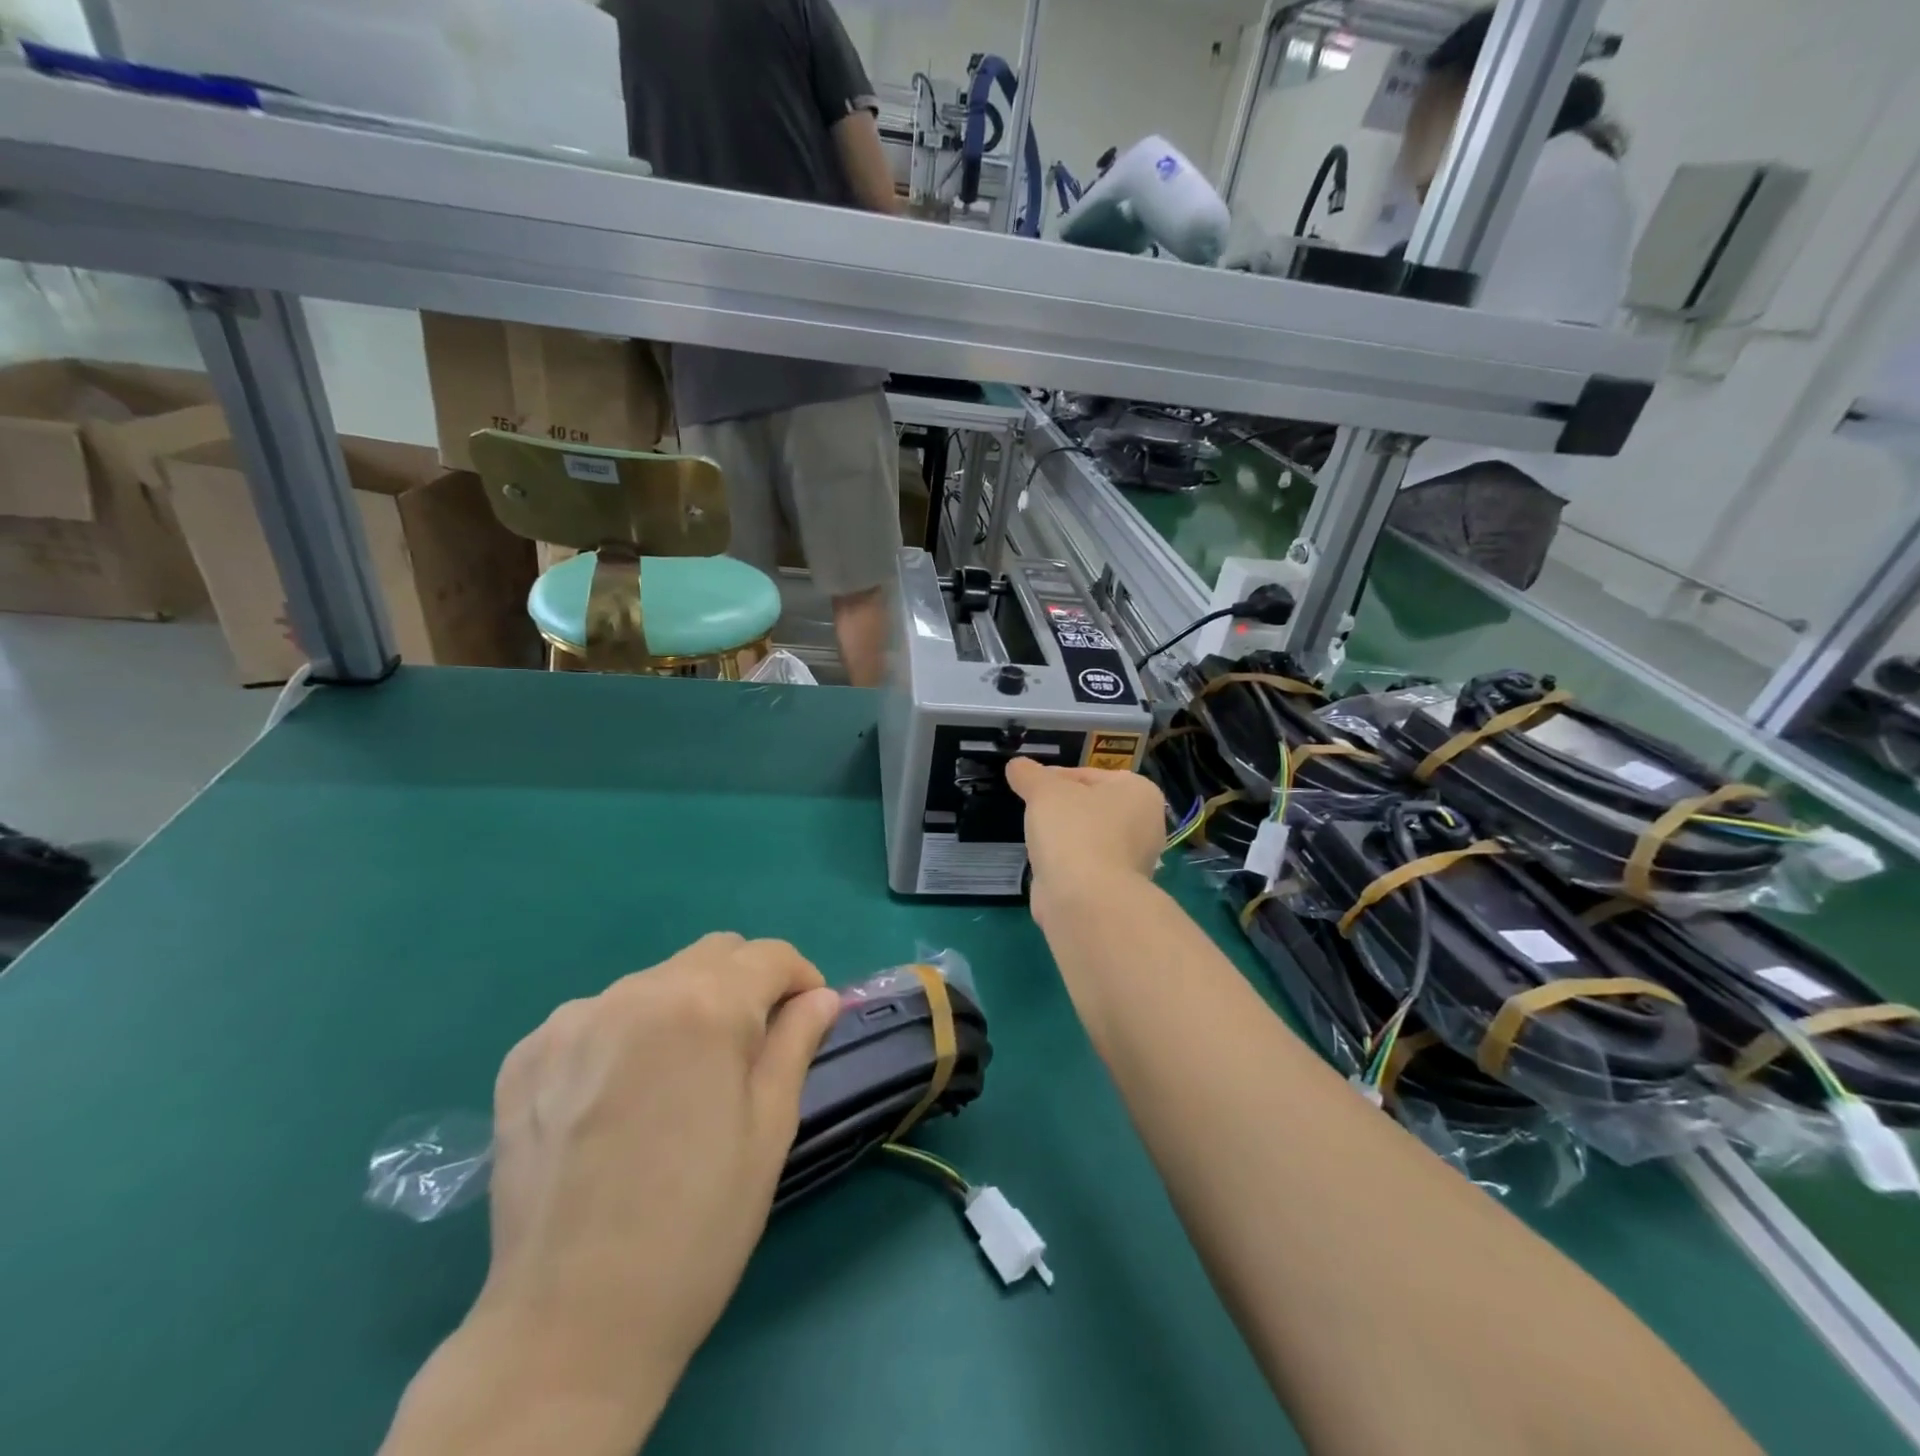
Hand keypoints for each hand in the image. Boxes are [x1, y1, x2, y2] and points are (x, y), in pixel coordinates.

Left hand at [386, 935, 841, 1453]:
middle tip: (750, 1048)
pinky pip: (598, 1016)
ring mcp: (573, 1020)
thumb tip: (820, 996)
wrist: (570, 1325)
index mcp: (705, 1006)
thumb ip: (796, 1042)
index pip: (769, 955)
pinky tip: (621, 1095)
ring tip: (681, 1079)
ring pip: (655, 982)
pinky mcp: (527, 1054)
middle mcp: (636, 992)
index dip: (800, 979)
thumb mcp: (770, 1127)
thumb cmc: (698, 1224)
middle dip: (746, 984)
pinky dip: (627, 1033)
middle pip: (713, 955)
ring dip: (684, 1008)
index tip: (808, 1018)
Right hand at [1005, 758, 1167, 908]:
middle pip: (1091, 806)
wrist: (1085, 900)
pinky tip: (1046, 865)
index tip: (1030, 785)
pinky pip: (1085, 866)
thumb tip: (1016, 765)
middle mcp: (1145, 825)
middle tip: (1032, 809)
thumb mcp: (1044, 791)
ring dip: (1063, 837)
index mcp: (1139, 792)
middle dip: (1062, 808)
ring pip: (1088, 837)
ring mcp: (1133, 861)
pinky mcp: (1115, 889)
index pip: (1090, 774)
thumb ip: (1029, 774)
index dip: (1056, 777)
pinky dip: (1066, 863)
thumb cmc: (1073, 831)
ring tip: (1036, 837)